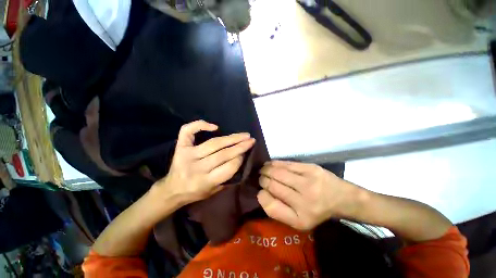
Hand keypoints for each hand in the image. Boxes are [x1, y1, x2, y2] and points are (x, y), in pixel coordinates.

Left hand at [155, 120, 255, 204]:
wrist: (172, 189)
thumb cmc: (195, 192)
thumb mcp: (213, 192)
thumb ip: (227, 178)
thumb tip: (240, 159)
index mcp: (205, 182)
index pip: (228, 168)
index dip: (240, 159)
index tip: (247, 153)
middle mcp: (196, 167)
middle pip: (223, 154)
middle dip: (240, 146)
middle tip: (251, 140)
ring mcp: (187, 155)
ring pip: (213, 143)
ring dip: (231, 138)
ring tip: (244, 135)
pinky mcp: (180, 147)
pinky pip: (189, 131)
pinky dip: (200, 125)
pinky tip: (215, 127)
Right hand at [257, 160, 359, 229]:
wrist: (341, 198)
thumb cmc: (316, 210)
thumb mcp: (298, 220)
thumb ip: (279, 210)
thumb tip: (261, 193)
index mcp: (300, 219)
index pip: (271, 207)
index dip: (262, 196)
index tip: (260, 191)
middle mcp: (304, 202)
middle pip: (273, 186)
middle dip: (262, 180)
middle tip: (260, 178)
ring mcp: (308, 182)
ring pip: (278, 173)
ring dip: (266, 170)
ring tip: (262, 169)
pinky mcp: (311, 168)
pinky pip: (287, 164)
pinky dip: (275, 163)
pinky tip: (270, 164)